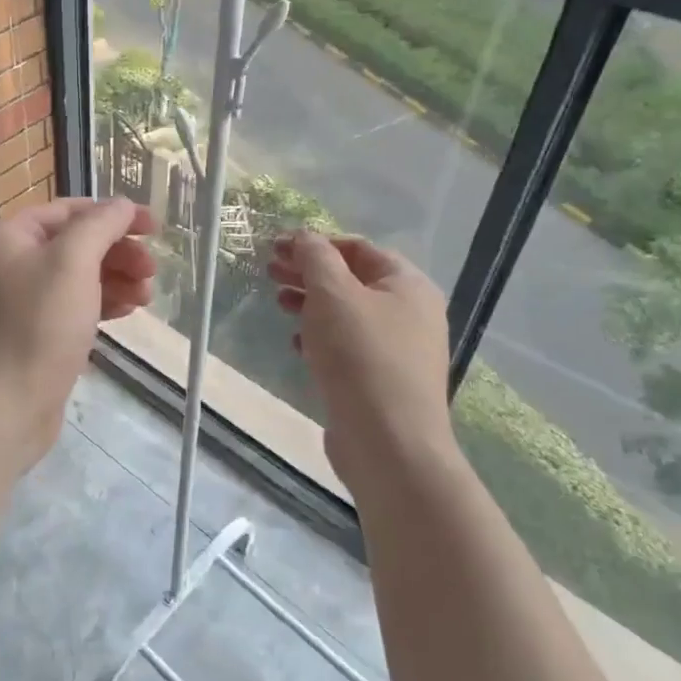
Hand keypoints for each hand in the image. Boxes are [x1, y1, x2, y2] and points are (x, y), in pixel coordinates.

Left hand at [0, 197, 156, 467]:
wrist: (2, 409)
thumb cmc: (37, 326)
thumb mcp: (72, 263)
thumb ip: (100, 225)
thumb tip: (121, 205)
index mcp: (4, 238)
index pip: (65, 211)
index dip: (111, 214)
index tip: (152, 227)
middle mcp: (3, 266)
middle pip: (71, 244)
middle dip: (116, 252)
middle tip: (152, 270)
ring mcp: (13, 304)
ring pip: (73, 278)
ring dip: (113, 279)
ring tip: (147, 296)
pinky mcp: (27, 337)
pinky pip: (68, 308)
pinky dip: (98, 304)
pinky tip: (127, 312)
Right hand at [268, 233, 452, 493]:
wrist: (389, 444)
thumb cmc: (361, 357)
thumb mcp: (332, 294)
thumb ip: (315, 257)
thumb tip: (304, 236)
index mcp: (408, 285)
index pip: (358, 248)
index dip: (315, 243)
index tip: (276, 249)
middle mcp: (410, 313)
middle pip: (352, 279)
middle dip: (309, 272)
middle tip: (270, 272)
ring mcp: (398, 350)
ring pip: (347, 314)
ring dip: (310, 303)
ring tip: (278, 304)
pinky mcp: (381, 381)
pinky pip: (348, 346)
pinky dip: (320, 337)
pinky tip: (296, 343)